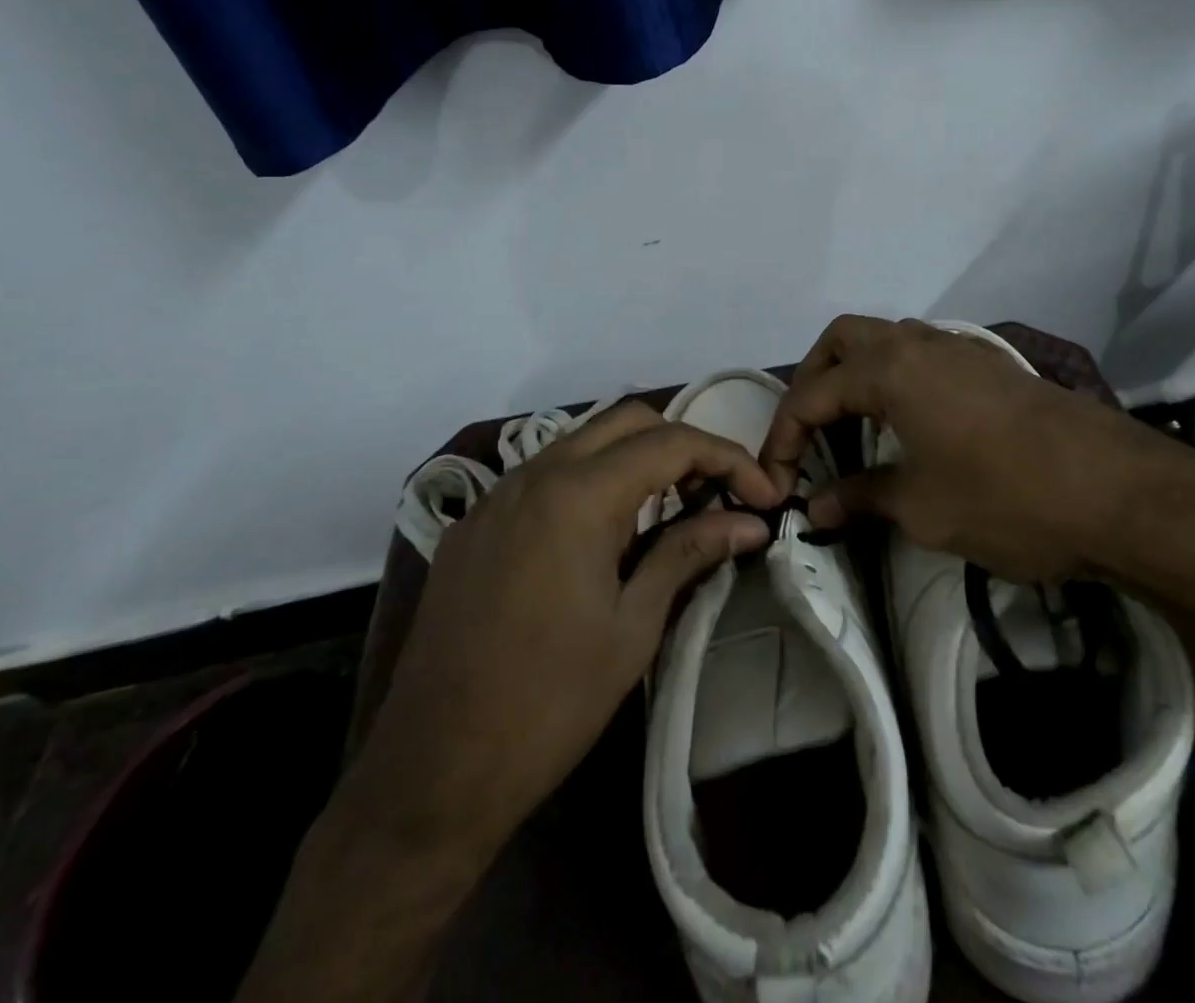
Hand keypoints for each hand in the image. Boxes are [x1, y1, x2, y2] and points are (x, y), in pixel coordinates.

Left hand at [347, 401, 779, 862]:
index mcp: (578, 493)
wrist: (432, 772)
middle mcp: (534, 474)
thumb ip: (689, 553)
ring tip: (669, 511)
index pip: (671, 442)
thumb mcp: (633, 626)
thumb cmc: (550, 703)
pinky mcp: (474, 525)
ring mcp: (497, 496)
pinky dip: (589, 482)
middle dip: (682, 445)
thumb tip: (749, 522)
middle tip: (715, 495)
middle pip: (626, 421)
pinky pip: (544, 475)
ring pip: (582, 441)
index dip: (728, 459)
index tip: (762, 496)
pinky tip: (603, 536)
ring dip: (634, 460)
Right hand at [760, 315, 1194, 597]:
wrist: (1121, 494)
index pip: (813, 394)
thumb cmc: (1007, 499)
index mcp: (891, 370)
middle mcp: (920, 344)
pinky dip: (896, 378)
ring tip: (853, 427)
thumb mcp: (923, 508)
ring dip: (857, 373)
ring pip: (887, 339)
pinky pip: (923, 355)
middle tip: (810, 431)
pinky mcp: (992, 367)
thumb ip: (862, 498)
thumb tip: (816, 507)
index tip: (779, 482)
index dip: (785, 437)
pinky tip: (908, 425)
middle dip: (814, 380)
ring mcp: (961, 350)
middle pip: (843, 339)